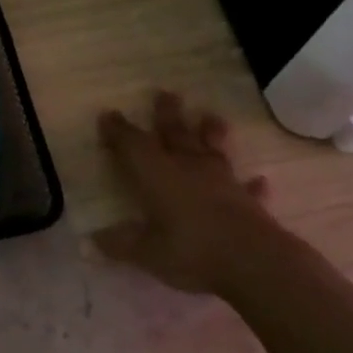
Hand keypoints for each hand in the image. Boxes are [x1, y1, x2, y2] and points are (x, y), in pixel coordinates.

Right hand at [94, 91, 273, 294]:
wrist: (252, 260)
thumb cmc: (190, 249)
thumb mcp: (146, 252)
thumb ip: (120, 243)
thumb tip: (93, 239)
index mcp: (156, 174)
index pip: (132, 144)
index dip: (118, 130)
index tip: (108, 115)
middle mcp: (187, 167)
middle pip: (174, 133)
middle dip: (167, 114)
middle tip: (165, 93)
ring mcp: (220, 181)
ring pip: (212, 149)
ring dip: (210, 133)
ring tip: (210, 116)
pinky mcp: (247, 199)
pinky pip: (247, 187)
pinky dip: (251, 184)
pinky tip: (259, 181)